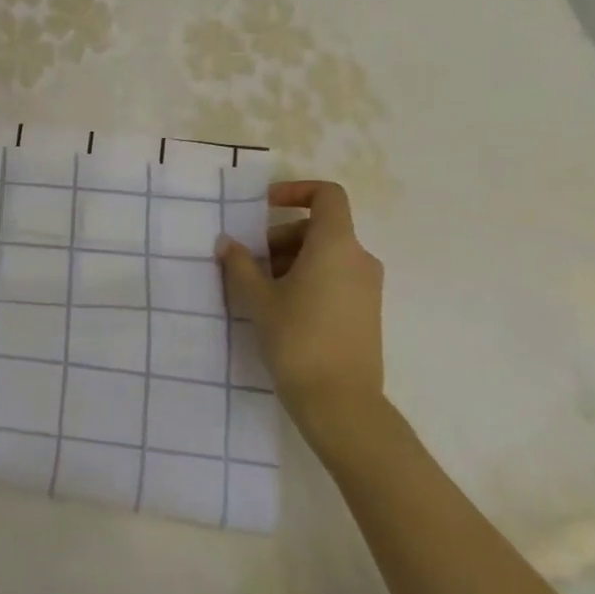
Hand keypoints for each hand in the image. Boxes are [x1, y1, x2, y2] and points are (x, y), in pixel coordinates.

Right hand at [217, 180, 385, 451]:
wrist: (340, 402)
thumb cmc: (297, 339)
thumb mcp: (258, 299)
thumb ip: (239, 264)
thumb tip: (227, 242)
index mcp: (336, 245)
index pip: (327, 195)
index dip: (295, 191)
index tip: (264, 206)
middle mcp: (359, 259)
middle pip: (319, 228)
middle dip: (281, 237)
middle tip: (250, 262)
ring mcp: (367, 287)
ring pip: (325, 255)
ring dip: (290, 260)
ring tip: (260, 290)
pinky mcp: (366, 312)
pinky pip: (335, 278)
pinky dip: (307, 279)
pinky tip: (281, 308)